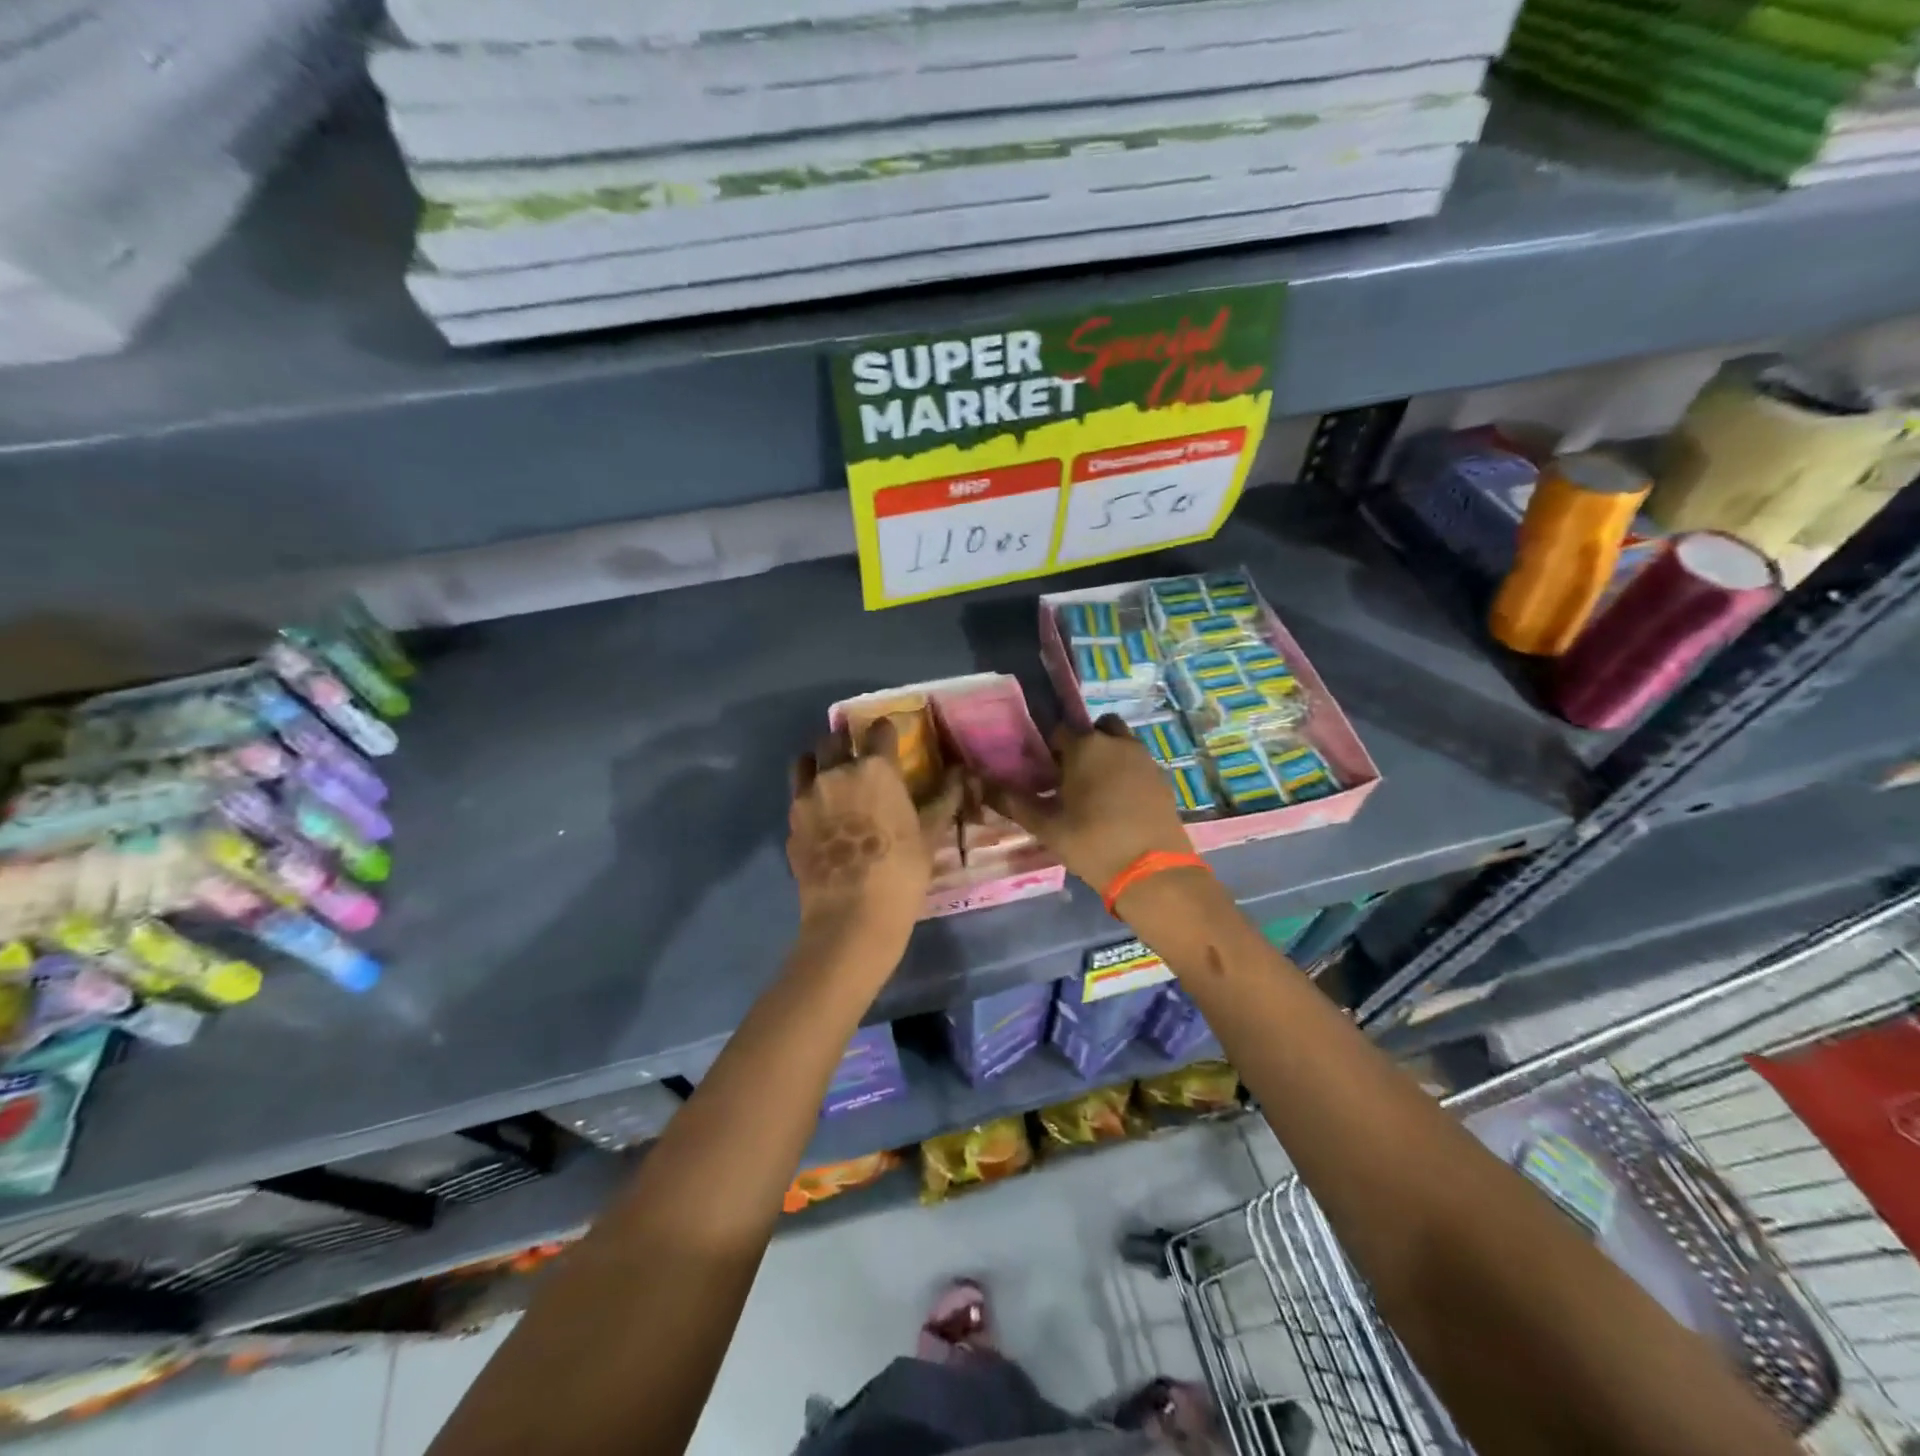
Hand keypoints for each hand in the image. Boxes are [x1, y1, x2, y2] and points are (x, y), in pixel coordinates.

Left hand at [788, 719, 963, 950]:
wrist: (851, 916)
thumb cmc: (900, 872)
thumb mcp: (928, 834)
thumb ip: (943, 798)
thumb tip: (960, 772)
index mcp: (874, 769)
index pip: (879, 731)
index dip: (886, 731)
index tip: (890, 738)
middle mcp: (836, 772)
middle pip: (834, 738)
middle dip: (846, 741)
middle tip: (858, 756)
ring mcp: (807, 797)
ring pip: (806, 762)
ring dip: (819, 762)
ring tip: (831, 778)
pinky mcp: (791, 823)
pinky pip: (797, 797)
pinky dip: (808, 797)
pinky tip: (821, 817)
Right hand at [982, 716, 1192, 890]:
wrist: (1152, 871)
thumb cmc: (1092, 844)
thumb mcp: (1047, 827)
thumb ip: (1015, 803)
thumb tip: (983, 786)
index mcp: (1084, 747)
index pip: (1058, 731)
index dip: (1048, 750)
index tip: (1043, 773)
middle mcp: (1116, 742)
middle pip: (1094, 729)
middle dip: (1081, 745)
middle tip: (1070, 777)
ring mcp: (1144, 757)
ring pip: (1119, 742)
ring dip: (1106, 754)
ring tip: (1095, 789)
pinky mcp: (1162, 777)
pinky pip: (1137, 762)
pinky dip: (1126, 771)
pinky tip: (1118, 802)